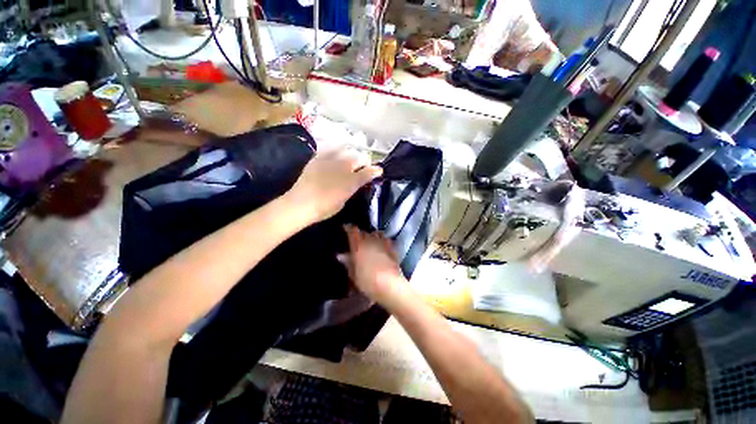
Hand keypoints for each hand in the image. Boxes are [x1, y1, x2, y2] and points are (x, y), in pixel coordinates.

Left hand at [287, 148, 382, 222]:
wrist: (301, 203)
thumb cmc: (325, 208)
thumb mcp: (343, 201)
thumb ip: (352, 189)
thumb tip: (356, 183)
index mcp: (352, 181)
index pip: (368, 172)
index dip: (375, 171)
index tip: (378, 171)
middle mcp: (343, 167)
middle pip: (358, 158)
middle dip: (363, 162)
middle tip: (361, 168)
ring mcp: (329, 160)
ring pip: (345, 150)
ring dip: (350, 155)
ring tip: (349, 161)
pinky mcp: (317, 158)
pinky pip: (329, 150)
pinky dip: (335, 152)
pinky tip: (334, 157)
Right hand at [341, 225, 405, 303]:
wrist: (390, 285)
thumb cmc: (368, 282)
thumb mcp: (354, 275)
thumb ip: (348, 263)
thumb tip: (341, 256)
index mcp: (358, 245)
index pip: (352, 231)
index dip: (348, 228)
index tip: (345, 228)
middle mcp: (371, 240)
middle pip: (364, 232)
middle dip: (360, 234)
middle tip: (357, 240)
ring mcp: (383, 243)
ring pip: (376, 233)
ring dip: (372, 236)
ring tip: (370, 241)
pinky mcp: (393, 248)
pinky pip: (386, 240)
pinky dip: (383, 241)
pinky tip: (382, 247)